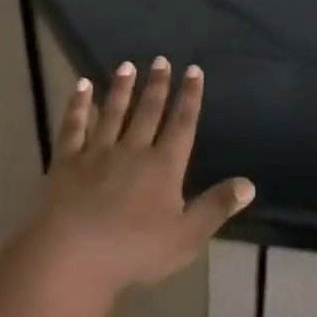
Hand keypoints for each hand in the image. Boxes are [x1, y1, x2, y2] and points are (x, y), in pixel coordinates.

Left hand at [35, 57, 255, 293]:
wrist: (72, 257)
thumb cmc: (134, 251)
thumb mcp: (186, 236)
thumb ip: (216, 207)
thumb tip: (249, 184)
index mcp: (164, 166)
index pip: (182, 124)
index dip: (190, 97)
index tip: (194, 70)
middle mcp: (133, 150)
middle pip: (148, 111)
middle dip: (157, 85)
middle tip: (160, 59)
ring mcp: (97, 152)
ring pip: (113, 112)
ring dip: (121, 88)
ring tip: (127, 65)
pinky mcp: (67, 161)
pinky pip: (74, 126)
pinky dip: (78, 105)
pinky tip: (81, 87)